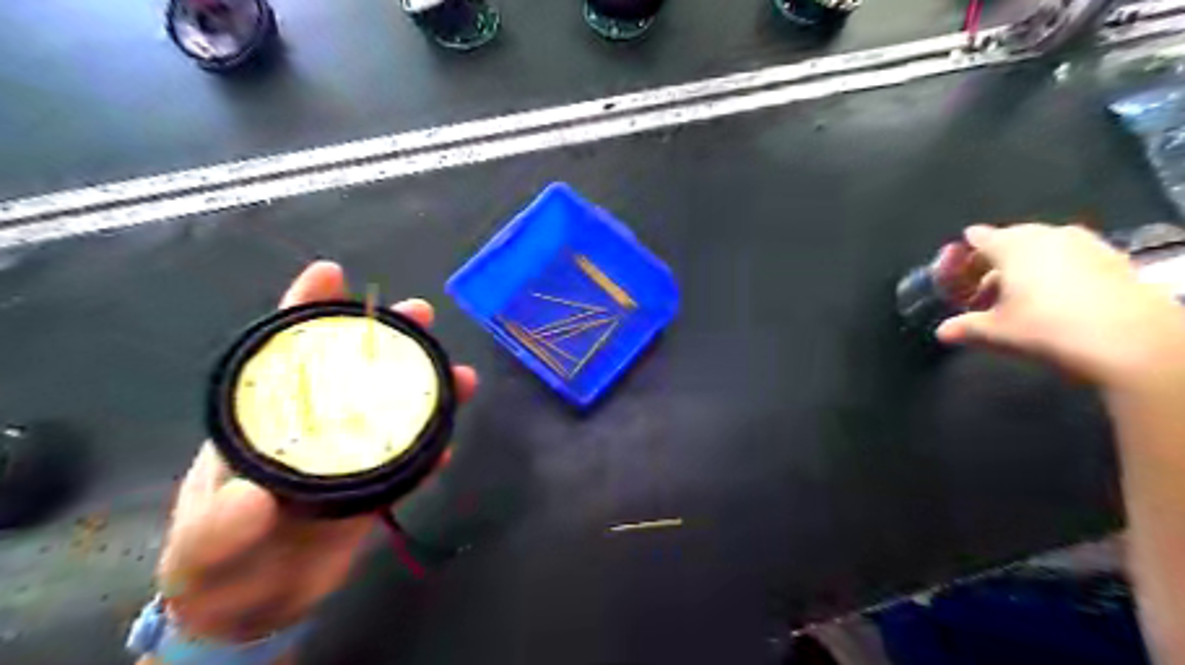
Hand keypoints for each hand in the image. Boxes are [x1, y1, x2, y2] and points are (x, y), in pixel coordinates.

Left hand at [150, 262, 475, 644]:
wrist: (254, 605)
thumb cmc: (215, 566)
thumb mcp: (203, 547)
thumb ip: (221, 526)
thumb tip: (258, 495)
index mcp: (265, 419)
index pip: (282, 352)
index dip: (305, 309)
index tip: (330, 273)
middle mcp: (313, 425)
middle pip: (352, 368)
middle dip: (386, 337)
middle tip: (421, 315)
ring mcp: (349, 453)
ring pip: (391, 407)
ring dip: (426, 388)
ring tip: (460, 377)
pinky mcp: (375, 485)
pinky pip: (408, 460)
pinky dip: (429, 451)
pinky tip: (447, 447)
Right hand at [941, 225, 1183, 386]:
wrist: (1128, 337)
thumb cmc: (1045, 327)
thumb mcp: (996, 331)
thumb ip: (966, 327)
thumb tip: (942, 332)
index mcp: (1012, 246)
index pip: (981, 237)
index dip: (965, 250)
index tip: (957, 264)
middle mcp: (1047, 236)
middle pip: (1013, 239)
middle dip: (996, 260)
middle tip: (983, 286)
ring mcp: (1085, 244)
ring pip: (1045, 247)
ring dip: (1027, 265)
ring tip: (1018, 293)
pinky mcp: (1113, 258)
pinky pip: (1072, 257)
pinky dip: (1057, 270)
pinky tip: (1054, 296)